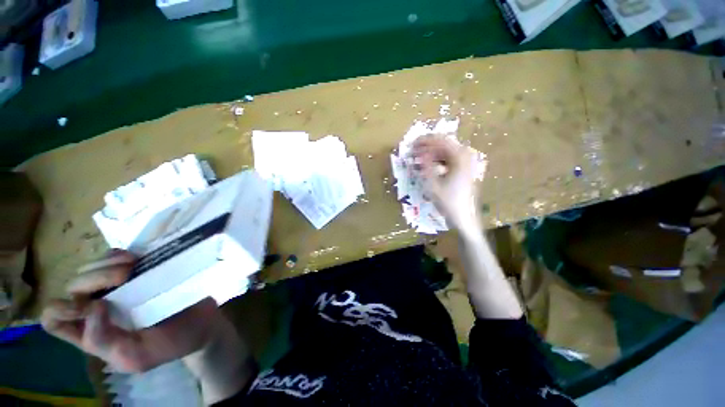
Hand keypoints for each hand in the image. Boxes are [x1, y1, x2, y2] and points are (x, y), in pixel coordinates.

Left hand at [41, 250, 223, 372]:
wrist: (202, 323)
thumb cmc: (170, 344)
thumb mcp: (136, 357)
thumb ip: (104, 342)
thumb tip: (92, 307)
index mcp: (91, 334)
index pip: (54, 321)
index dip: (62, 311)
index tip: (93, 306)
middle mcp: (96, 309)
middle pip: (71, 288)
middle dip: (93, 279)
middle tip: (124, 277)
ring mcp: (114, 288)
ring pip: (88, 269)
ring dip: (104, 265)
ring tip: (133, 266)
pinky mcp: (135, 272)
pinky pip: (111, 257)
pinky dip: (118, 255)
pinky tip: (135, 258)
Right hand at [412, 136, 480, 233]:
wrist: (464, 217)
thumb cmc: (448, 202)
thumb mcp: (433, 184)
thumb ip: (426, 165)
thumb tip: (419, 151)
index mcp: (459, 158)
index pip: (440, 141)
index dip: (425, 141)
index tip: (412, 144)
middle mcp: (465, 157)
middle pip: (444, 144)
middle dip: (427, 146)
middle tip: (413, 151)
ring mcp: (466, 163)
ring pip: (445, 152)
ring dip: (431, 154)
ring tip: (417, 159)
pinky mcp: (464, 170)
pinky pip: (448, 159)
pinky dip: (437, 161)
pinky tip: (428, 166)